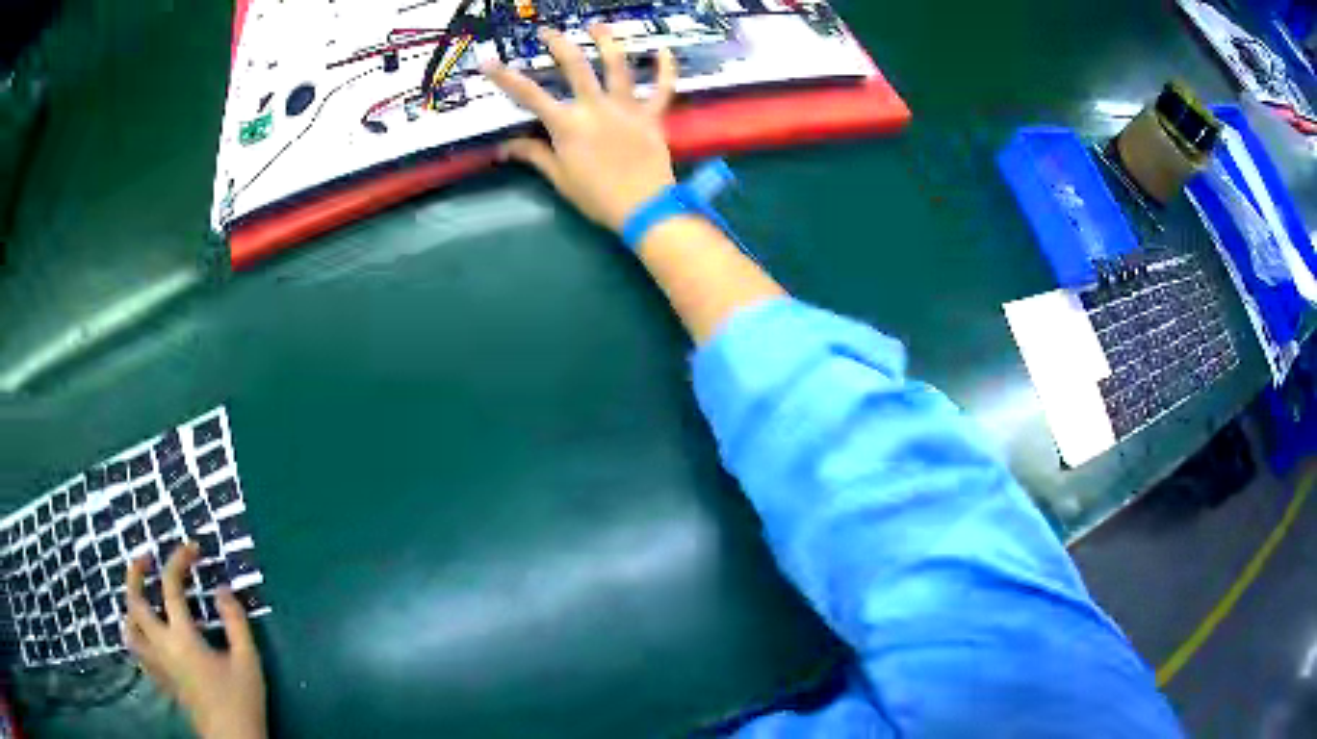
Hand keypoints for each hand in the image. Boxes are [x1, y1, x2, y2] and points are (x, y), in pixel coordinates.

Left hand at [125, 543, 266, 738]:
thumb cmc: (241, 701)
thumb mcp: (249, 661)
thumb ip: (236, 622)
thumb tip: (222, 590)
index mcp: (182, 638)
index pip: (171, 586)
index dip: (179, 560)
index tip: (193, 549)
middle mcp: (161, 646)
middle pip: (134, 601)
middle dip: (135, 572)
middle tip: (146, 559)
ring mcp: (157, 664)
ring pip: (128, 628)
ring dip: (130, 606)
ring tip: (140, 597)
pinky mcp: (160, 680)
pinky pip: (137, 650)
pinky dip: (136, 634)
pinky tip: (147, 635)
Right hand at [482, 25, 679, 232]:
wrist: (644, 209)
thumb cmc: (597, 197)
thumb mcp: (560, 178)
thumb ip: (534, 155)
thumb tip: (505, 148)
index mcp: (567, 124)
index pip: (529, 95)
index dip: (505, 77)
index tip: (489, 61)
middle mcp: (595, 106)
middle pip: (575, 66)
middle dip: (558, 44)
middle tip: (548, 32)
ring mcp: (626, 107)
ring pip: (618, 66)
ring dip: (607, 41)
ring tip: (598, 26)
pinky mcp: (653, 115)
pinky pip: (663, 88)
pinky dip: (666, 68)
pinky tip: (663, 50)